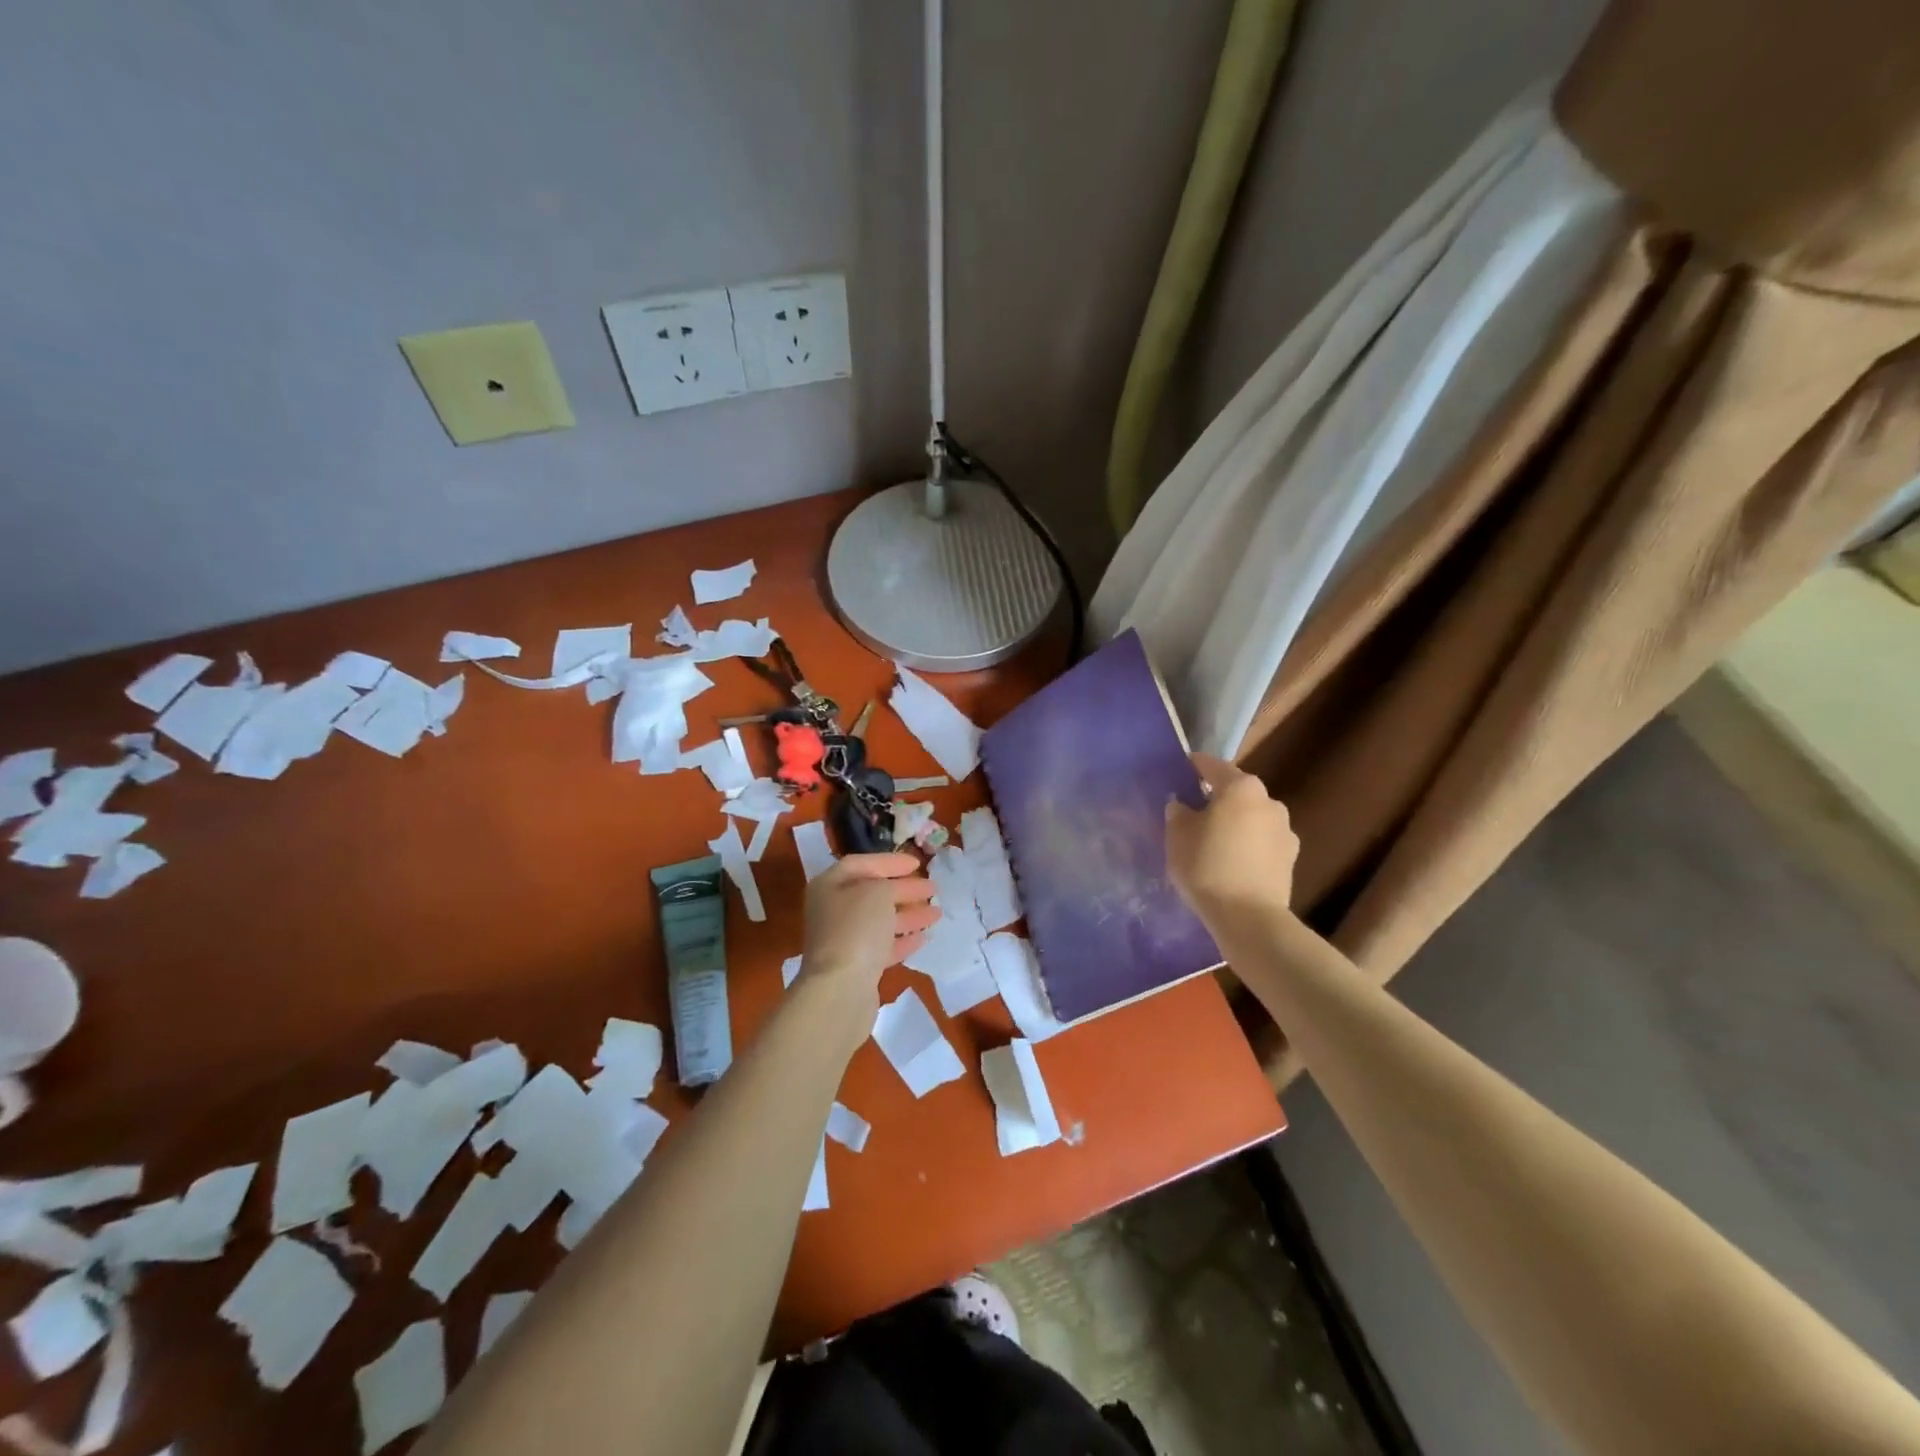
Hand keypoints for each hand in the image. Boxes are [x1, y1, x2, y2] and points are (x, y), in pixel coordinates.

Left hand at [798, 853, 938, 1006]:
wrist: (840, 988)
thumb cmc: (857, 928)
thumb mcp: (878, 892)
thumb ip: (890, 884)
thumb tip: (896, 890)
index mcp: (830, 886)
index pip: (861, 864)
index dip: (889, 862)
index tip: (917, 864)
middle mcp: (833, 910)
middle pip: (872, 893)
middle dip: (904, 889)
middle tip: (933, 888)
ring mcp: (843, 940)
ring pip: (880, 921)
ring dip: (908, 915)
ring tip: (937, 913)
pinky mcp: (856, 967)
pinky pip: (882, 947)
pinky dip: (902, 940)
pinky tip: (924, 938)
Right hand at [1166, 753, 1298, 920]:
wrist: (1249, 918)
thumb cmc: (1207, 867)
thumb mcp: (1177, 836)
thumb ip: (1178, 812)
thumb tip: (1182, 804)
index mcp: (1241, 788)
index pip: (1212, 766)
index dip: (1193, 766)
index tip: (1178, 771)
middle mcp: (1269, 801)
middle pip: (1236, 792)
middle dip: (1216, 798)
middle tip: (1193, 812)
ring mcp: (1285, 830)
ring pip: (1251, 817)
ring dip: (1235, 822)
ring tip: (1213, 841)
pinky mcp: (1291, 858)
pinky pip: (1261, 842)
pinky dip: (1247, 845)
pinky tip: (1232, 862)